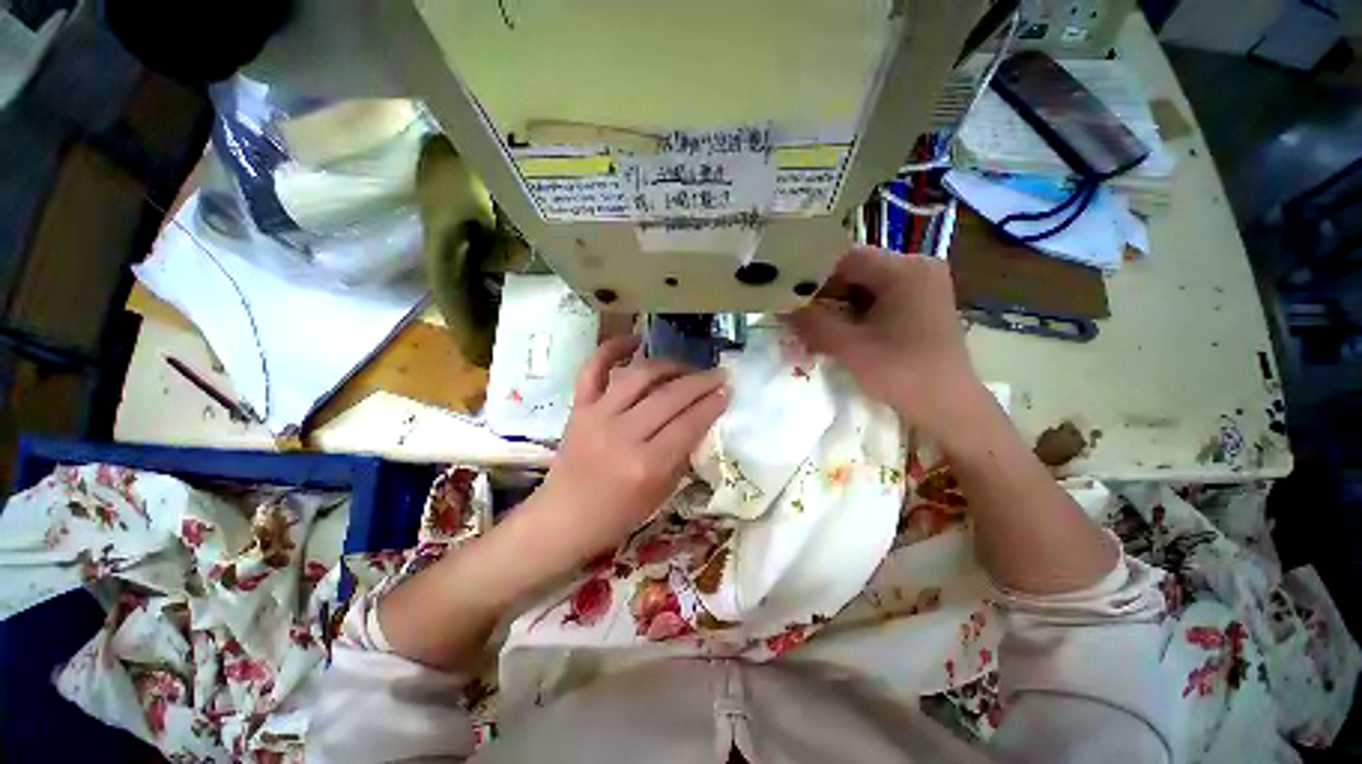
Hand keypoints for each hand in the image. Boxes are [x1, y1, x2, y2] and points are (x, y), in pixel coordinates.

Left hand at [519, 335, 727, 572]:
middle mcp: (622, 434)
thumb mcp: (661, 494)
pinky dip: (613, 348)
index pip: (688, 424)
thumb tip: (701, 419)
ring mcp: (597, 416)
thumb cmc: (617, 514)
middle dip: (700, 382)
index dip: (712, 405)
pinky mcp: (579, 407)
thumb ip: (682, 454)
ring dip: (669, 365)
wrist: (564, 518)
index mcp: (645, 464)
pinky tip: (636, 339)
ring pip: (639, 375)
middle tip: (719, 374)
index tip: (727, 391)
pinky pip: (594, 368)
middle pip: (669, 396)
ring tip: (686, 367)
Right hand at [786, 246, 983, 440]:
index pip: (846, 259)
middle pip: (857, 272)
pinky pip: (880, 300)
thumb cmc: (902, 373)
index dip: (815, 279)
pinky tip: (846, 336)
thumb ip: (812, 323)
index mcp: (905, 269)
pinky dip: (858, 315)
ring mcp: (924, 286)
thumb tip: (782, 309)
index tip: (795, 303)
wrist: (951, 408)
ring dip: (840, 308)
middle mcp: (918, 267)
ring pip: (866, 287)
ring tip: (821, 332)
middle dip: (827, 297)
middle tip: (804, 321)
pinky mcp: (923, 305)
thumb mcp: (850, 347)